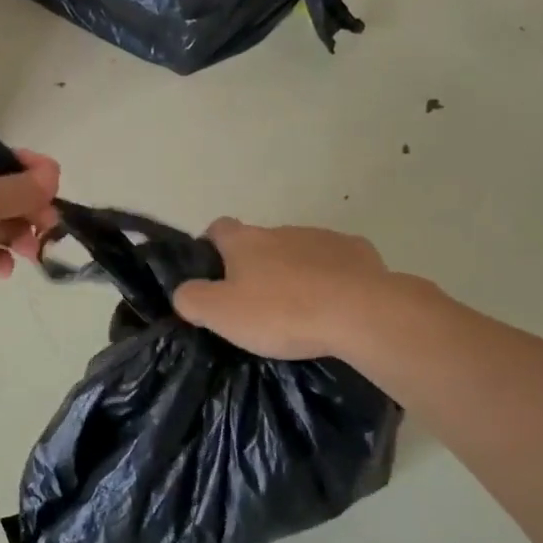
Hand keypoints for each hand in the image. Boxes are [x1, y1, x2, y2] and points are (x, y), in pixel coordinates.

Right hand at [172, 218, 390, 360]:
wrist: (359, 313)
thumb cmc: (282, 312)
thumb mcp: (221, 314)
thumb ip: (192, 299)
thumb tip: (183, 292)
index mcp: (245, 241)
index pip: (218, 228)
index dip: (212, 247)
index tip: (214, 274)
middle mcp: (281, 230)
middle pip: (261, 242)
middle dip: (257, 266)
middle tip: (258, 305)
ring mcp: (322, 237)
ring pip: (299, 251)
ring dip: (295, 272)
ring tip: (300, 310)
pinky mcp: (358, 252)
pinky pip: (337, 262)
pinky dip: (332, 278)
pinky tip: (335, 305)